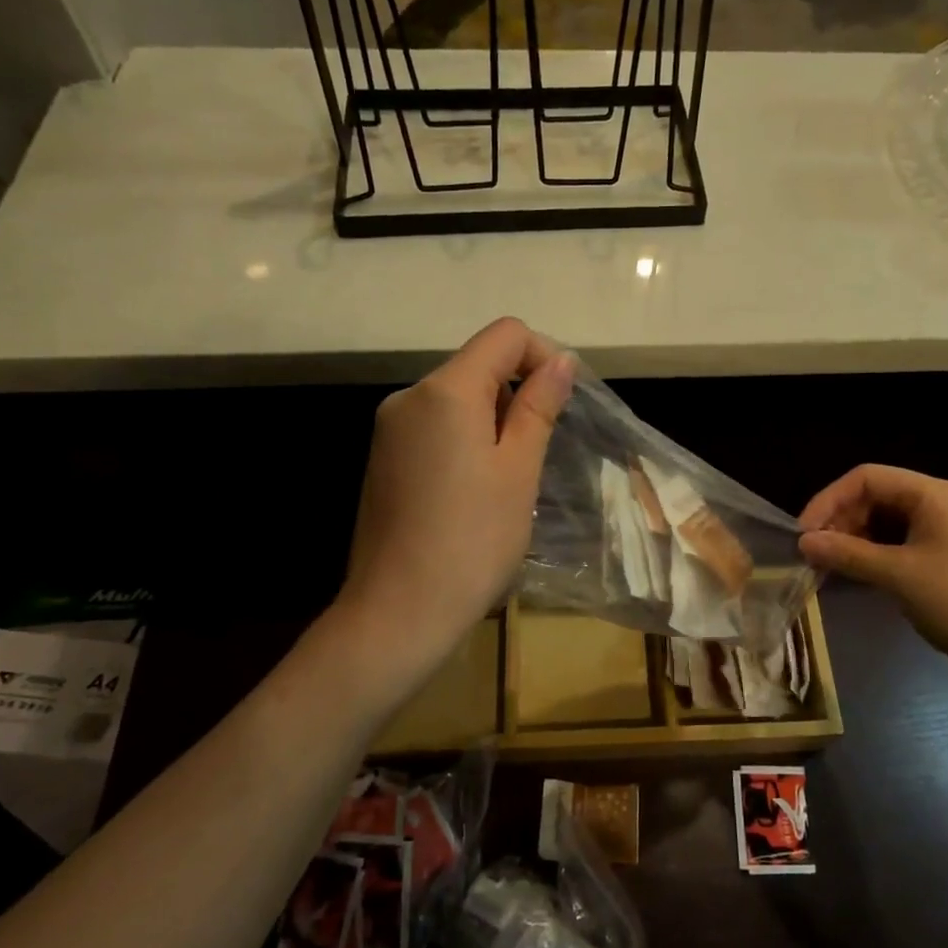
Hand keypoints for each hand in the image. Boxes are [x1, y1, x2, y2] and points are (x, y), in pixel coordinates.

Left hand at [339, 318, 573, 673]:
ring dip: (494, 422)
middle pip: (478, 365)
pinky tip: (475, 493)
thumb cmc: (472, 541)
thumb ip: (538, 407)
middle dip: (518, 394)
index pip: (505, 335)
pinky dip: (466, 442)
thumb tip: (560, 361)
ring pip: (457, 400)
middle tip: (538, 455)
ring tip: (509, 481)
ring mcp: (390, 430)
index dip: (543, 356)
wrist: (398, 612)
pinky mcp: (383, 460)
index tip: (563, 404)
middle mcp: (409, 397)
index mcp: (444, 390)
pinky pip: (435, 428)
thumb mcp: (518, 470)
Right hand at [799, 465, 947, 690]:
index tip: (804, 534)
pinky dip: (876, 556)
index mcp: (935, 494)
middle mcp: (943, 504)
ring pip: (888, 522)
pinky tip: (857, 576)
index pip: (867, 478)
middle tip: (815, 554)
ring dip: (855, 540)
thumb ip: (846, 554)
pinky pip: (902, 545)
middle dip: (841, 521)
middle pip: (877, 497)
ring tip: (830, 567)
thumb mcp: (897, 575)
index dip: (829, 500)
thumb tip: (803, 542)